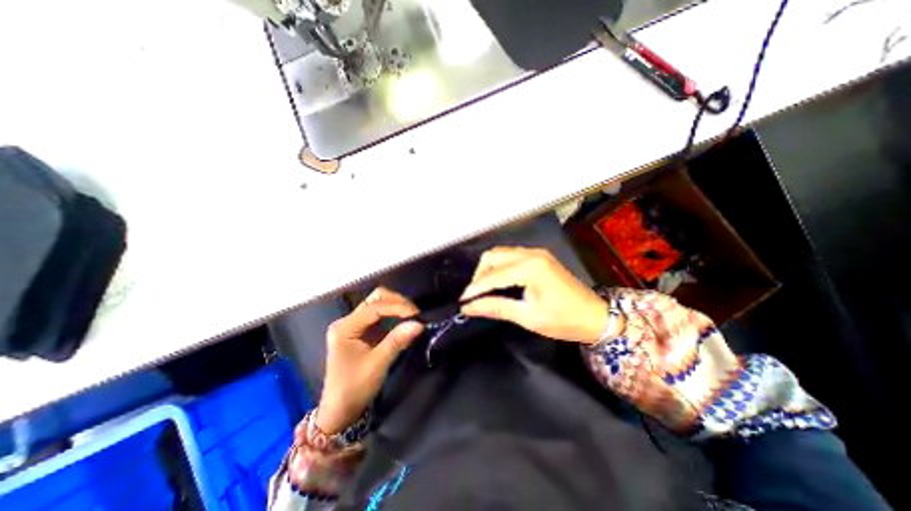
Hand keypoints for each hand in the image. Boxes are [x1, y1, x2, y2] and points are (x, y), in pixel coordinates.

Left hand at [317, 286, 423, 433]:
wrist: (339, 412)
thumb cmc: (354, 389)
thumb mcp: (377, 365)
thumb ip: (397, 341)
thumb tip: (419, 324)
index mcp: (345, 327)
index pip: (375, 307)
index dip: (397, 307)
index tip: (417, 315)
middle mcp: (348, 321)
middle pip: (376, 298)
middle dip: (397, 302)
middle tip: (415, 314)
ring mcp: (354, 325)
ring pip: (379, 304)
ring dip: (397, 307)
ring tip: (412, 317)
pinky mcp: (362, 331)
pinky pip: (380, 315)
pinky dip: (394, 315)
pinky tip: (404, 322)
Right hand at [464, 246, 610, 345]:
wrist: (595, 316)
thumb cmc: (563, 320)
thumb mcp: (527, 317)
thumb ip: (496, 307)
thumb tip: (469, 307)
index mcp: (530, 267)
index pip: (492, 275)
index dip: (475, 289)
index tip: (463, 302)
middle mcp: (531, 254)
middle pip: (493, 256)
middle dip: (479, 275)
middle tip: (474, 296)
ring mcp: (536, 253)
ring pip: (500, 254)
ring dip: (488, 269)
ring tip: (483, 290)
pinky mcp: (539, 257)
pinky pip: (510, 256)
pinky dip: (499, 267)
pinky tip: (498, 282)